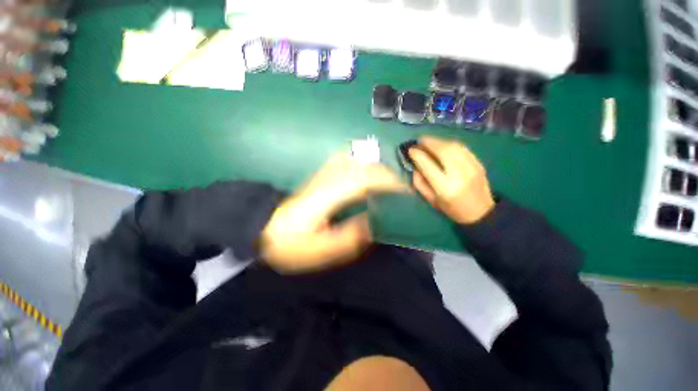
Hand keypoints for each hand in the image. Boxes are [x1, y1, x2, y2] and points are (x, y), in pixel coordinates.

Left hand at [260, 153, 406, 272]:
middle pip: (362, 167)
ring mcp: (322, 175)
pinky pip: (345, 162)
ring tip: (388, 185)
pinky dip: (361, 165)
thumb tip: (372, 222)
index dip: (387, 182)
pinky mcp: (320, 176)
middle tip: (400, 191)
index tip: (405, 191)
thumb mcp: (319, 250)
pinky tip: (366, 176)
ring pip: (355, 161)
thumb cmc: (289, 243)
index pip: (363, 180)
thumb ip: (348, 238)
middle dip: (386, 175)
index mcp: (327, 197)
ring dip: (375, 169)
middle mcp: (327, 179)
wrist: (263, 228)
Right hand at [409, 136, 494, 223]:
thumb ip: (420, 183)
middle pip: (442, 151)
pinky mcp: (478, 163)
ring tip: (429, 141)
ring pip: (453, 146)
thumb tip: (415, 167)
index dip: (418, 154)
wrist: (481, 212)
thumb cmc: (452, 209)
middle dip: (428, 142)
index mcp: (444, 187)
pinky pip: (462, 148)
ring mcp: (471, 167)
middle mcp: (458, 174)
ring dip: (439, 141)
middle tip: (419, 141)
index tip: (410, 150)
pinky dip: (450, 143)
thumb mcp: (431, 200)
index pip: (428, 165)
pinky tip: (443, 145)